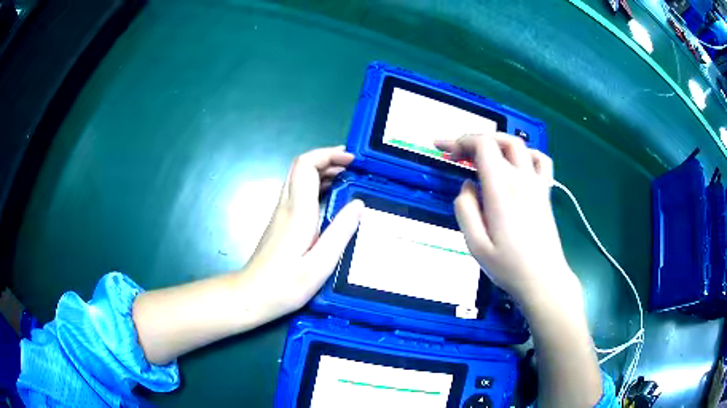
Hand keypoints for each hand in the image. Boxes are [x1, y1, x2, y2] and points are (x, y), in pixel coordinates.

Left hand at [241, 146, 363, 317]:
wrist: (251, 296)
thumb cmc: (285, 285)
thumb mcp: (320, 264)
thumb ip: (340, 232)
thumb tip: (359, 204)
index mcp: (298, 212)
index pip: (306, 165)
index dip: (328, 155)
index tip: (352, 161)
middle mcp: (287, 206)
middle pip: (301, 166)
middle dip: (328, 159)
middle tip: (355, 167)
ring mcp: (281, 213)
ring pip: (299, 178)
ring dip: (323, 171)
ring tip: (349, 179)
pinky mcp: (281, 222)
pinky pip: (299, 192)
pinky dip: (317, 186)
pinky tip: (332, 200)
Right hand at [436, 134, 579, 303]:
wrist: (543, 279)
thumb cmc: (508, 266)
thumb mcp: (475, 245)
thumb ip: (465, 210)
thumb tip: (467, 186)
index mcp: (501, 189)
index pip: (482, 146)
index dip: (460, 141)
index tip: (444, 149)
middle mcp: (521, 179)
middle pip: (500, 140)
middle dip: (475, 138)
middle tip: (457, 151)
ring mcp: (537, 184)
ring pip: (520, 145)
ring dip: (498, 141)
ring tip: (484, 153)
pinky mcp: (546, 192)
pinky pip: (541, 160)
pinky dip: (527, 153)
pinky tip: (518, 164)